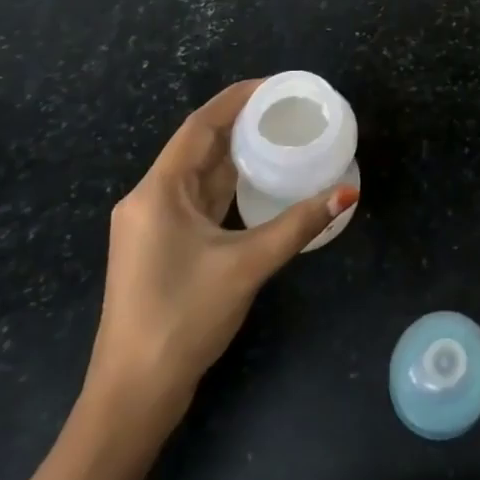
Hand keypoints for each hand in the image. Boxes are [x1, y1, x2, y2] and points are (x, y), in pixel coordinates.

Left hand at [80, 79, 360, 442]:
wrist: (132, 394)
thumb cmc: (183, 318)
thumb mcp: (247, 266)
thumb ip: (297, 225)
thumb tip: (346, 193)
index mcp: (158, 192)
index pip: (200, 126)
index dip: (237, 99)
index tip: (276, 84)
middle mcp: (149, 199)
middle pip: (198, 145)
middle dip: (241, 122)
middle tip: (287, 108)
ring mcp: (152, 224)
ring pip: (198, 173)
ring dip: (235, 153)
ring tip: (279, 134)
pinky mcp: (161, 245)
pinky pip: (197, 198)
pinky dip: (227, 183)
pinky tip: (258, 180)